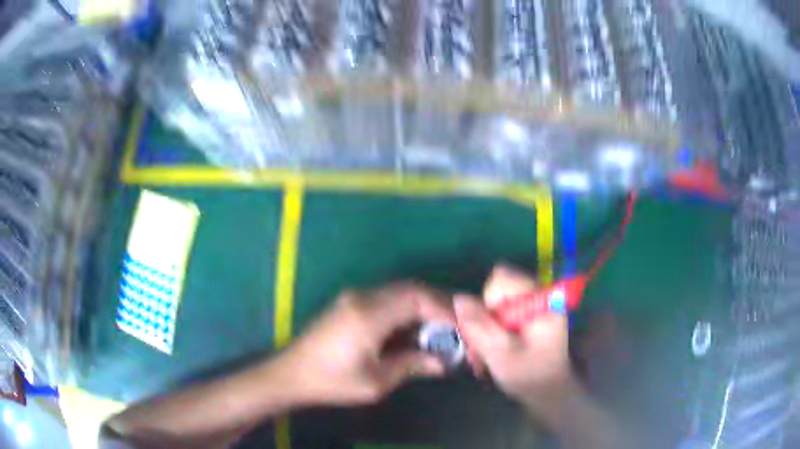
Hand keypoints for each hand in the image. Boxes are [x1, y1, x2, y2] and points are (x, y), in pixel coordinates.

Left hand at [275, 283, 454, 405]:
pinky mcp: (350, 303)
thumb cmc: (332, 381)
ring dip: (422, 307)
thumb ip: (412, 366)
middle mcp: (362, 297)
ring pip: (399, 292)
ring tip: (440, 329)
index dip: (443, 309)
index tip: (461, 327)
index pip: (416, 298)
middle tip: (457, 326)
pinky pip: (387, 299)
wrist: (292, 374)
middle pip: (410, 289)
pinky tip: (414, 329)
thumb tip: (442, 363)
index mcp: (368, 314)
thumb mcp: (375, 381)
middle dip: (437, 305)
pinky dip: (406, 310)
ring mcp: (354, 297)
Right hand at [454, 265, 572, 419]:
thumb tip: (459, 298)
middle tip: (486, 344)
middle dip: (485, 315)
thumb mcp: (501, 354)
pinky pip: (501, 308)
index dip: (489, 301)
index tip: (493, 328)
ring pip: (495, 299)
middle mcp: (539, 293)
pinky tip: (496, 347)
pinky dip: (493, 327)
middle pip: (497, 288)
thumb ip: (480, 326)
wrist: (548, 388)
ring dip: (486, 324)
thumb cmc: (530, 374)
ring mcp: (534, 301)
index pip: (502, 278)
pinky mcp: (528, 311)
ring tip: (490, 350)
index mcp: (541, 299)